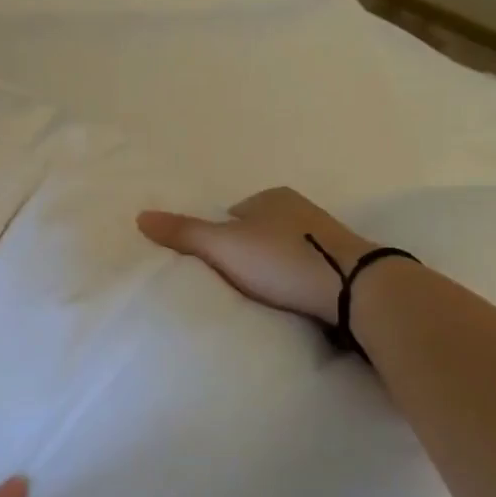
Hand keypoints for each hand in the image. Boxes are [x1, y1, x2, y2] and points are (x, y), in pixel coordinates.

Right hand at [137, 187, 376, 323]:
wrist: (355, 288)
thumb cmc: (283, 259)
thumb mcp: (224, 246)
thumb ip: (183, 234)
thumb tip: (140, 216)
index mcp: (271, 197)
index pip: (232, 214)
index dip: (218, 238)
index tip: (212, 265)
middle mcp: (300, 209)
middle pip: (258, 232)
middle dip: (246, 253)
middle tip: (232, 282)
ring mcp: (325, 236)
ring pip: (284, 251)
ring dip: (271, 268)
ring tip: (260, 295)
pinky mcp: (343, 263)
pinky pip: (305, 268)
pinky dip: (293, 281)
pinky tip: (289, 299)